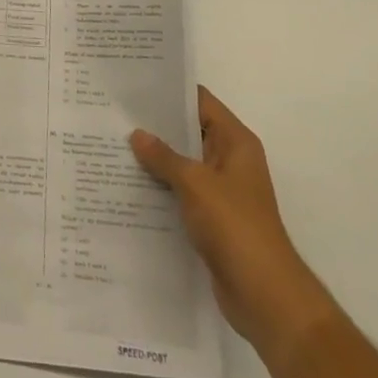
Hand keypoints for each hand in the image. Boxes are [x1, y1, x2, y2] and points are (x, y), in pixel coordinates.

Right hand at [131, 87, 337, 363]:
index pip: (201, 103)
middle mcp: (231, 161)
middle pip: (190, 132)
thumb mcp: (195, 183)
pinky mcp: (212, 218)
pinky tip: (127, 184)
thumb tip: (137, 134)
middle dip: (156, 125)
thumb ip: (164, 156)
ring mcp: (222, 191)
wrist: (264, 294)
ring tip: (112, 145)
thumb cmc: (235, 226)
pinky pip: (181, 192)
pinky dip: (159, 187)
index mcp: (236, 143)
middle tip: (114, 113)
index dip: (170, 91)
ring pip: (182, 164)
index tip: (135, 83)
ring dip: (155, 158)